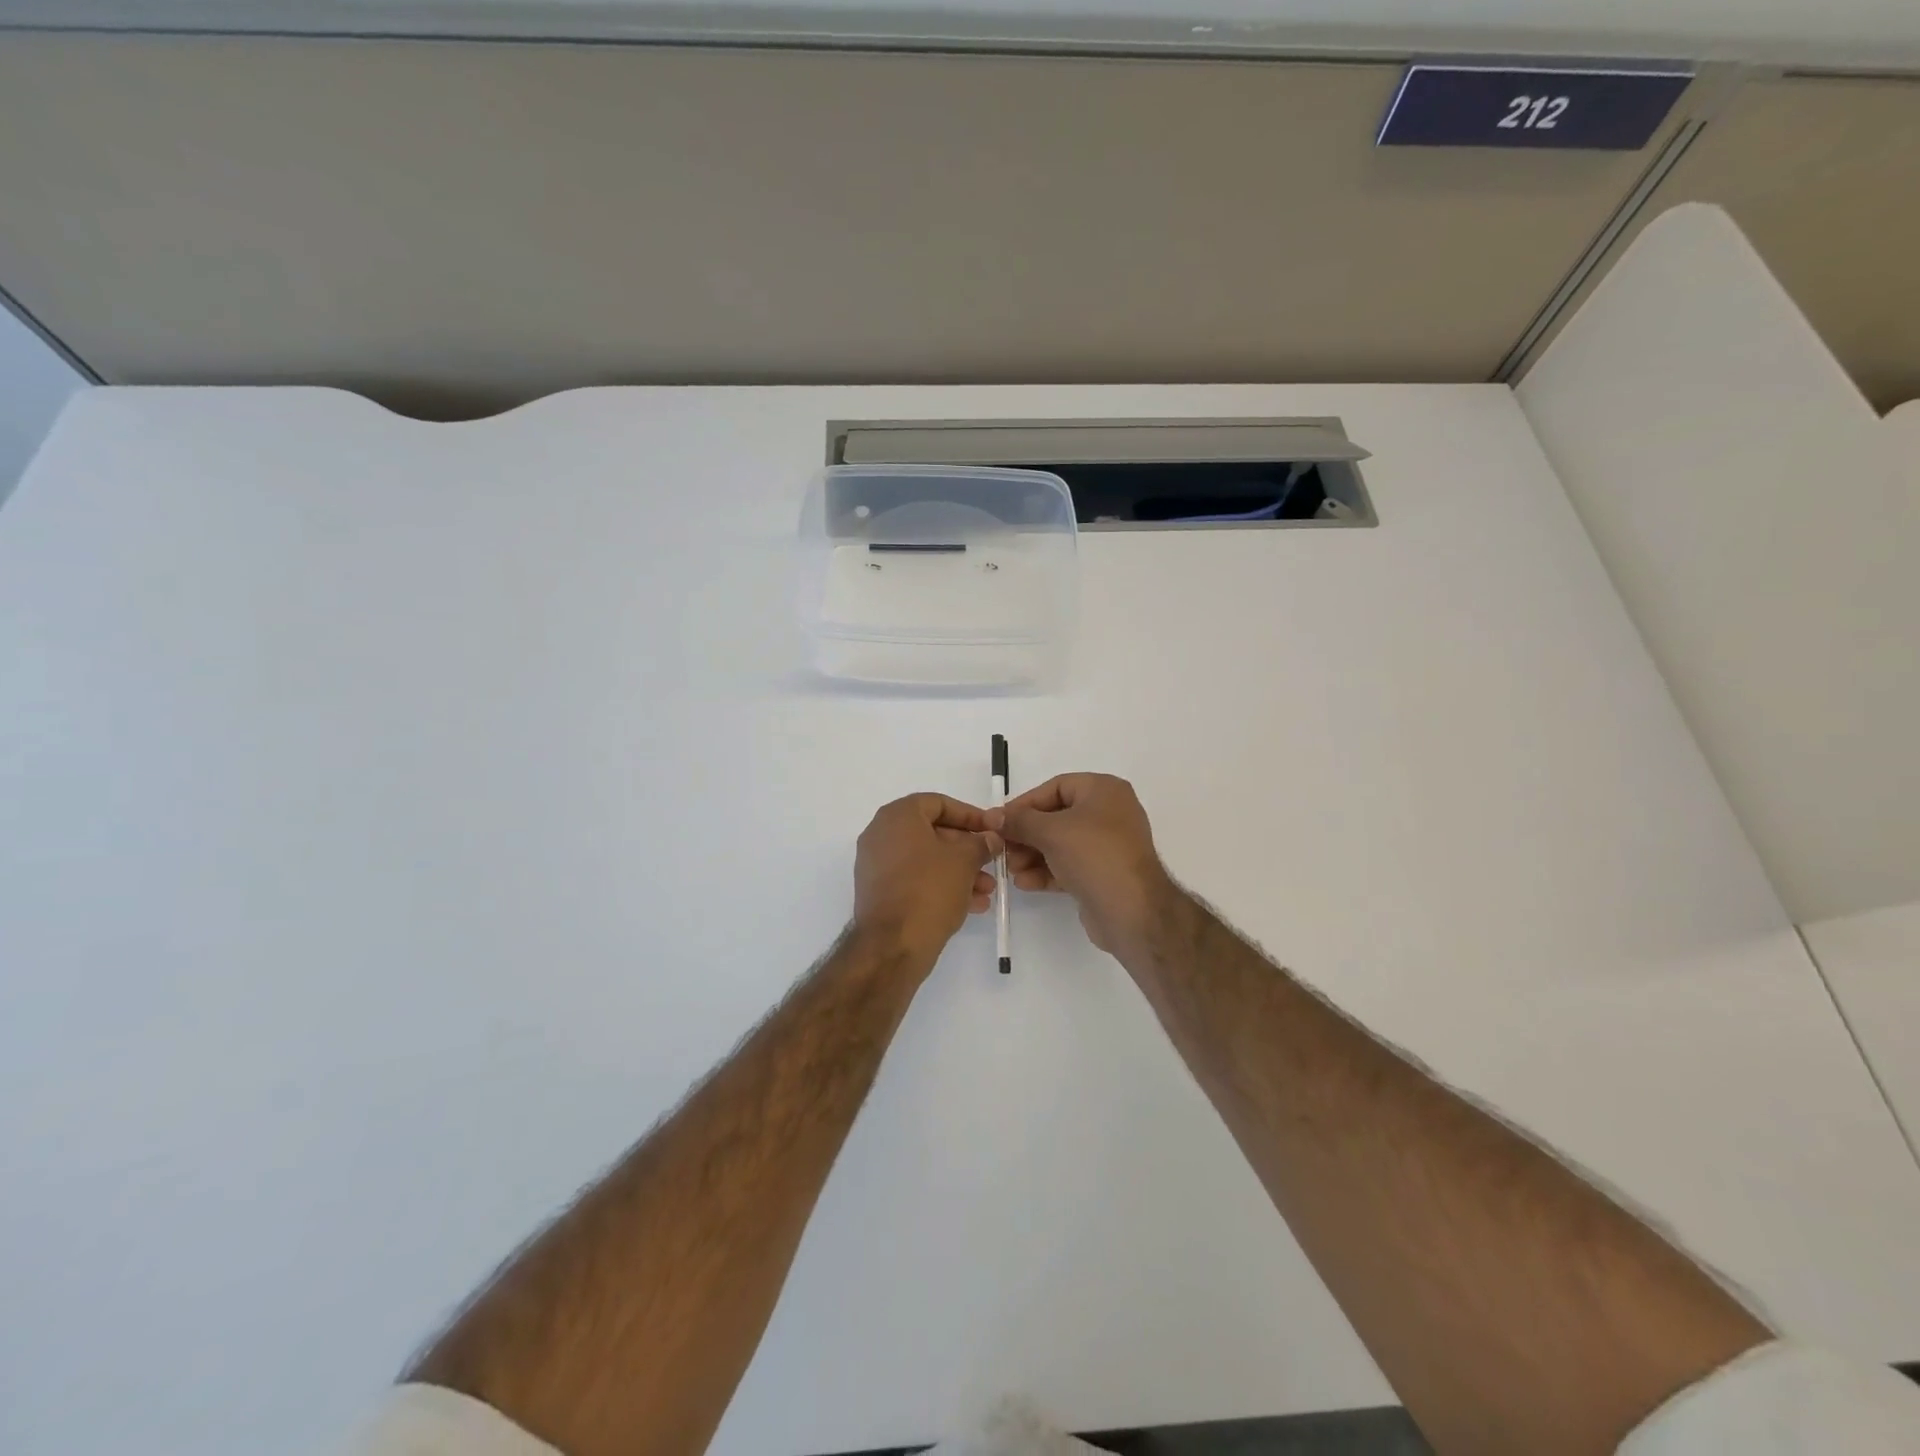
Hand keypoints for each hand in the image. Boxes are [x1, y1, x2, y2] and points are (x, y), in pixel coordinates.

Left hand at [852, 794, 996, 963]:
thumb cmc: (929, 889)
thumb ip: (980, 843)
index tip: (992, 830)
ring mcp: (877, 865)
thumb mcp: (964, 860)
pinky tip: (971, 905)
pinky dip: (941, 886)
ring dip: (959, 871)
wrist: (892, 945)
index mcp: (897, 816)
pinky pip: (915, 880)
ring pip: (927, 860)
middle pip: (933, 832)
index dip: (970, 815)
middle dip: (967, 849)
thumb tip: (990, 838)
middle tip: (992, 862)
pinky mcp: (880, 892)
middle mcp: (881, 835)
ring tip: (987, 890)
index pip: (938, 803)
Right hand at [987, 773, 1179, 955]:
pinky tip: (1026, 883)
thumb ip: (1019, 821)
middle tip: (1003, 849)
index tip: (1000, 821)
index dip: (1025, 804)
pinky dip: (1047, 871)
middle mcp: (1109, 813)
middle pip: (1056, 817)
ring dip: (1032, 855)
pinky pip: (1069, 865)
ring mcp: (1108, 845)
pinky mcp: (1104, 874)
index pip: (1055, 787)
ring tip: (1012, 870)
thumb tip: (994, 816)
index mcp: (1103, 791)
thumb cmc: (1094, 855)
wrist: (1132, 911)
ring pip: (1061, 844)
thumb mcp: (1051, 831)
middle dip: (1026, 834)